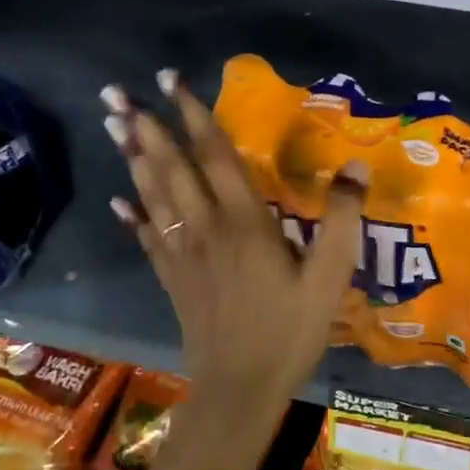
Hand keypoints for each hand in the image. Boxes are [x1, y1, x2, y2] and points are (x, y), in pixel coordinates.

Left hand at [103, 71, 367, 422]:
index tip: (173, 82)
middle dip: (147, 128)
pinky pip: (147, 238)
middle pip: (172, 169)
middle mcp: (206, 229)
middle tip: (116, 94)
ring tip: (115, 127)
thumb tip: (355, 165)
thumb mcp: (331, 277)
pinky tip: (119, 202)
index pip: (216, 157)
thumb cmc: (290, 330)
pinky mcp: (172, 280)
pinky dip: (133, 216)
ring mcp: (183, 255)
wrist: (240, 388)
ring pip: (153, 197)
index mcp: (245, 222)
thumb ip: (342, 220)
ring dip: (134, 159)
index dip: (195, 117)